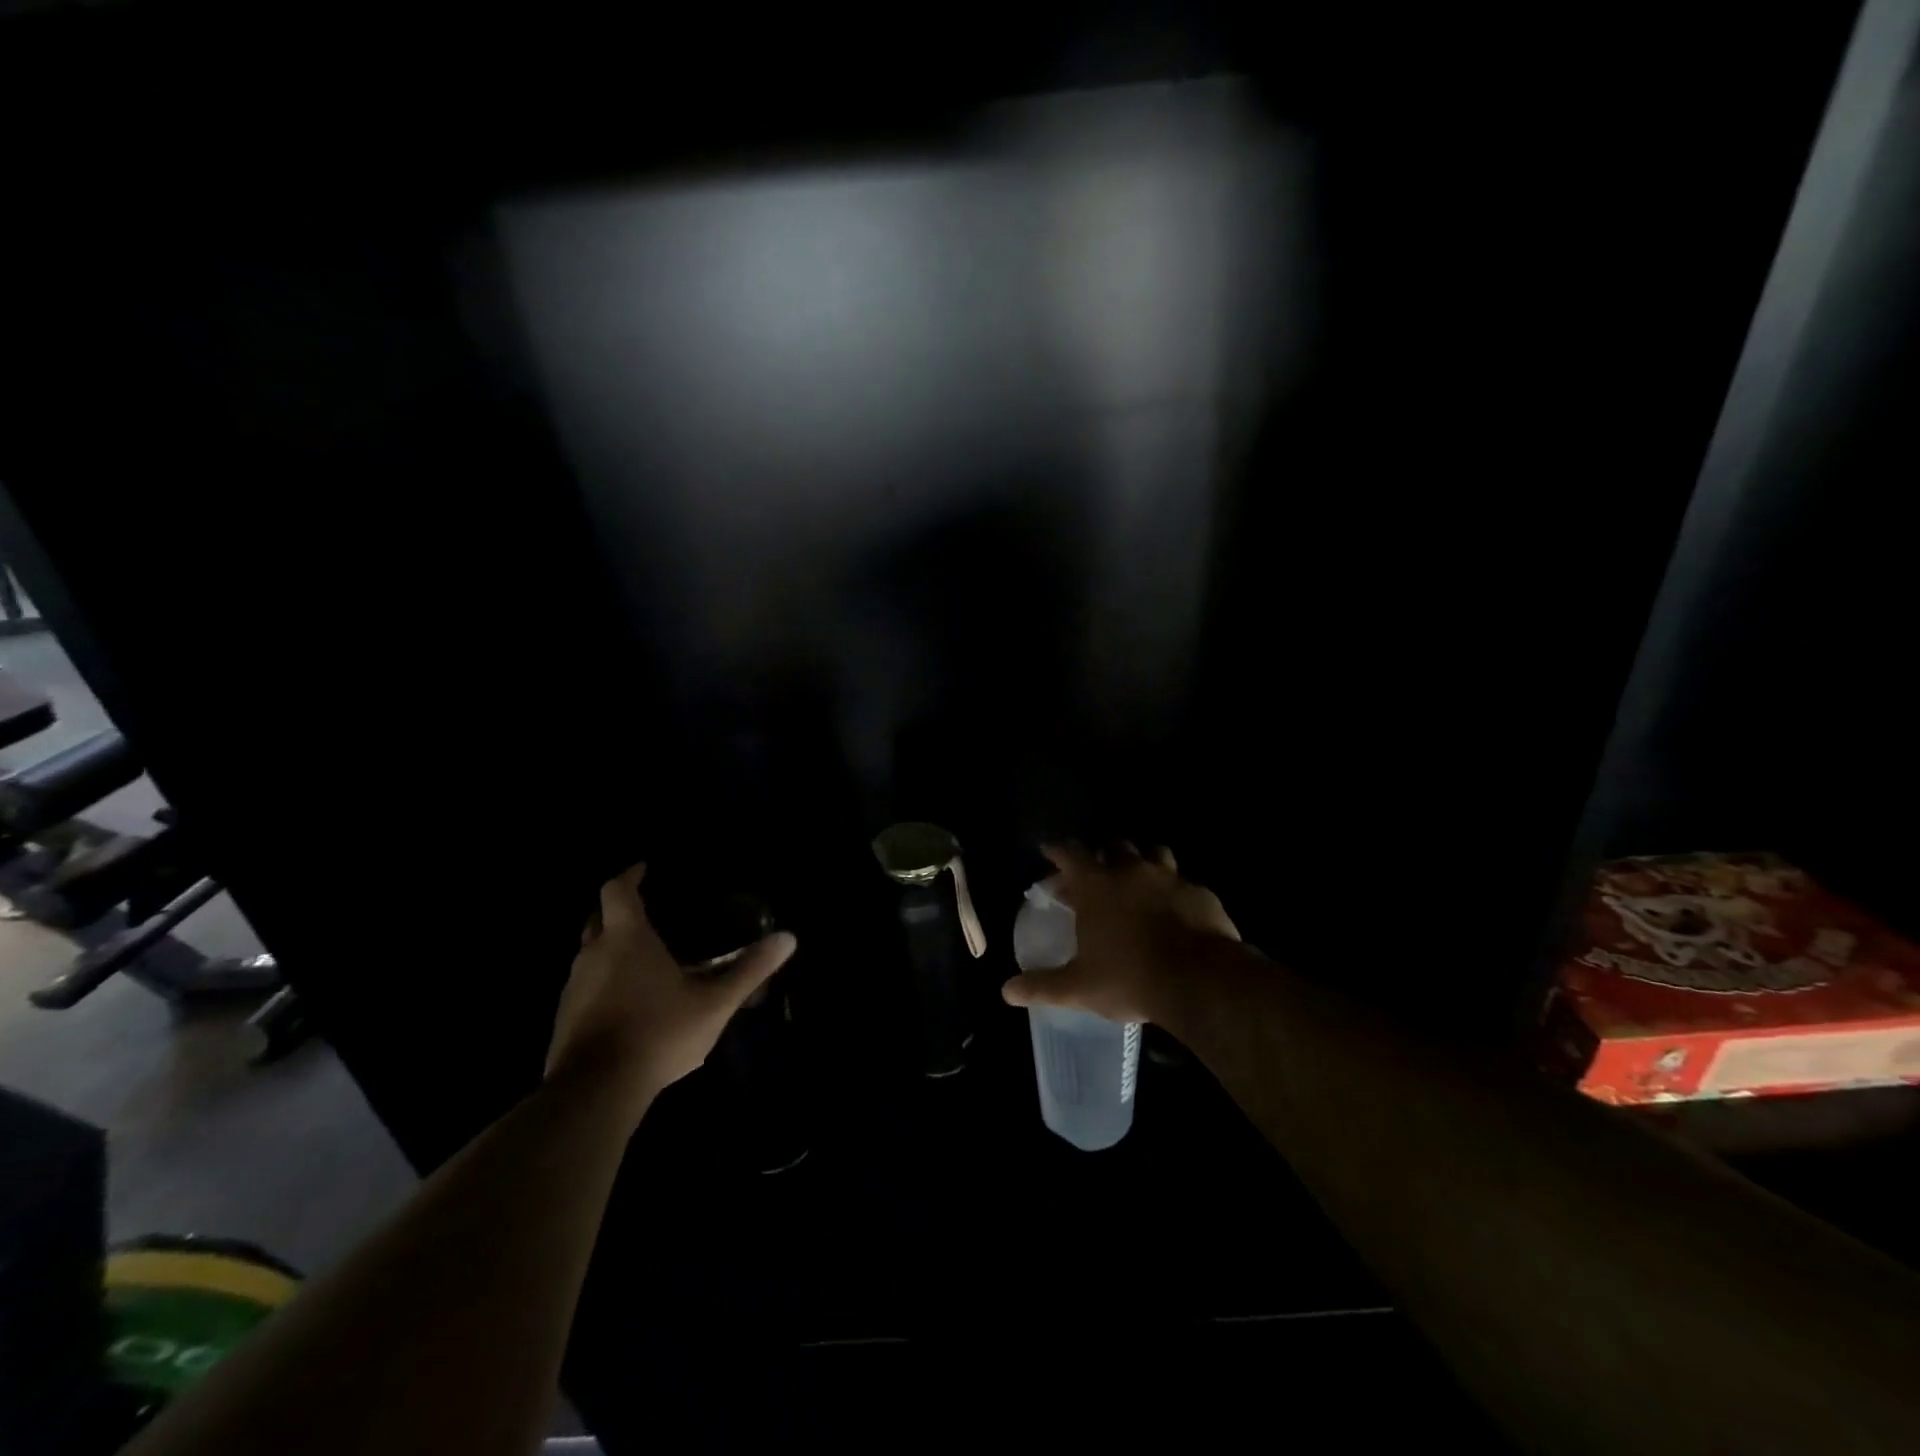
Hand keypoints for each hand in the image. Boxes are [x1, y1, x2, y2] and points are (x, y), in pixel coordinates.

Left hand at [545, 863, 796, 1119]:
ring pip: (590, 955)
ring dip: (611, 950)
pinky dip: (605, 983)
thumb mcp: (715, 1003)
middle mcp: (593, 955)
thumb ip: (750, 969)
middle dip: (619, 912)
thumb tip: (788, 938)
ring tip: (644, 959)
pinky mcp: (565, 1020)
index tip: (644, 869)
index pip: (617, 891)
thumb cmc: (658, 1033)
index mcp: (626, 939)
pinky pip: (586, 987)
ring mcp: (573, 989)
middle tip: (648, 914)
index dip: (629, 876)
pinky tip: (630, 1003)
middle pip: (598, 920)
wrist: (595, 1093)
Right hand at [1001, 843, 1241, 1026]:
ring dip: (1143, 862)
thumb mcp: (1079, 986)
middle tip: (1097, 874)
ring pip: (1153, 853)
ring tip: (1139, 881)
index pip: (1070, 853)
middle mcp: (1131, 870)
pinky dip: (1175, 891)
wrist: (1199, 980)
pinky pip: (1184, 882)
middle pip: (1113, 846)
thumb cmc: (1129, 977)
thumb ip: (1043, 985)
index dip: (1057, 850)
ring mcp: (1169, 878)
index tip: (1049, 851)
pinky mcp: (1200, 892)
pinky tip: (1175, 910)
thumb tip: (1007, 991)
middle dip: (1103, 855)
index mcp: (1096, 885)